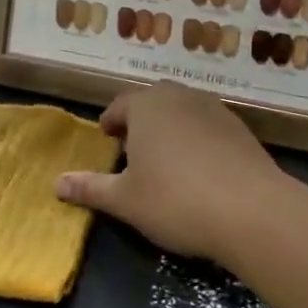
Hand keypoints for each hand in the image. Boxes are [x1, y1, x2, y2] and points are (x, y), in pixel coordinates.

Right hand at [55, 82, 295, 267]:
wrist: (252, 211)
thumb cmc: (175, 201)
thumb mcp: (125, 200)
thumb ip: (90, 188)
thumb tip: (56, 184)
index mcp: (146, 106)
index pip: (119, 105)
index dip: (110, 122)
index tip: (106, 138)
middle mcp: (180, 97)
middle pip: (153, 102)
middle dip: (140, 120)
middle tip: (132, 146)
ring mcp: (214, 109)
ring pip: (182, 111)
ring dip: (170, 128)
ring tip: (165, 158)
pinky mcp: (240, 128)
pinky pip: (208, 126)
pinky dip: (197, 139)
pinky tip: (199, 169)